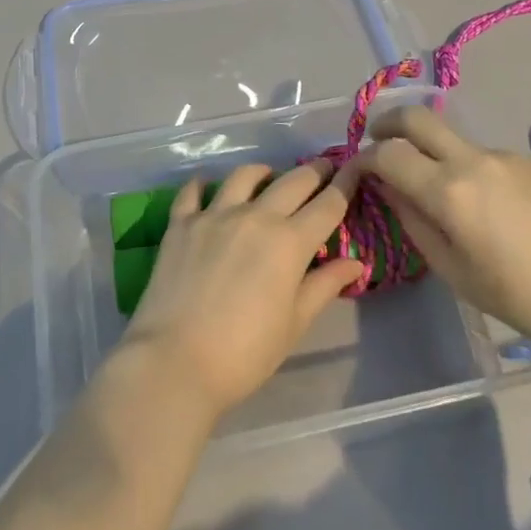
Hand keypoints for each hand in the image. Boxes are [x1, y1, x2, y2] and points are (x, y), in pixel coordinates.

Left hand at [121, 162, 364, 416]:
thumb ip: (324, 286)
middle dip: (313, 172)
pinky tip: (207, 186)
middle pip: (292, 181)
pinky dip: (203, 184)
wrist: (176, 360)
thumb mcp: (294, 323)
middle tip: (321, 169)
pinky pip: (193, 191)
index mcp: (290, 242)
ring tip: (267, 176)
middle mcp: (255, 216)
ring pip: (244, 175)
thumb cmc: (246, 352)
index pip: (327, 205)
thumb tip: (354, 263)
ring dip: (262, 172)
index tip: (354, 168)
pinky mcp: (181, 223)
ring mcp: (215, 215)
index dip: (345, 184)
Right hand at [349, 107, 530, 352]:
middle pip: (415, 116)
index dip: (362, 157)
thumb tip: (387, 187)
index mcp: (448, 191)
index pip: (387, 153)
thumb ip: (412, 220)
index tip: (355, 171)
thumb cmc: (518, 295)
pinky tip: (475, 200)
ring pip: (447, 134)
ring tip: (429, 185)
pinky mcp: (524, 159)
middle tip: (377, 143)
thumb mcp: (451, 269)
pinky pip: (476, 152)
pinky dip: (459, 163)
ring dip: (426, 147)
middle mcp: (471, 159)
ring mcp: (500, 154)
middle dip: (387, 123)